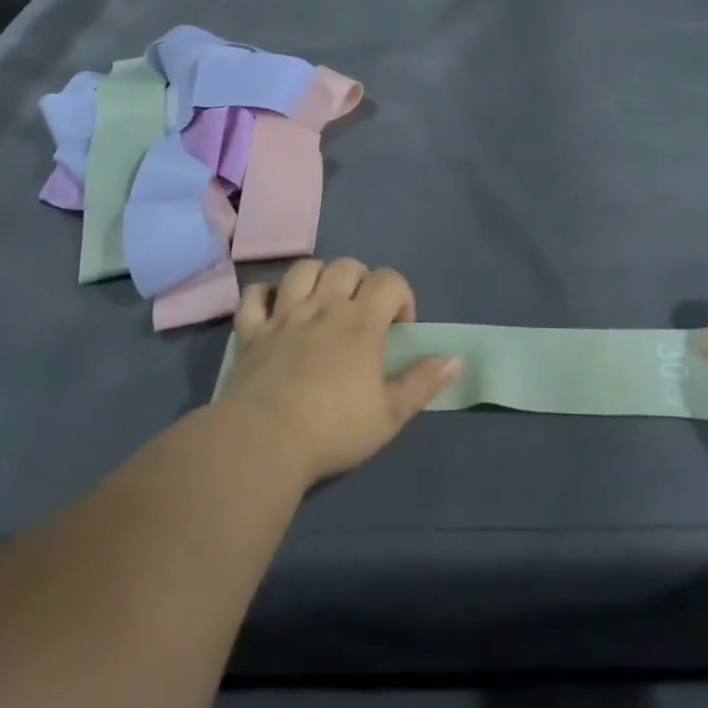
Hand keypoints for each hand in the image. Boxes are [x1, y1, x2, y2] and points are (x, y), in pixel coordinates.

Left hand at [216, 258, 459, 483]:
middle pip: (347, 266)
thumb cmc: (334, 429)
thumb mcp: (390, 415)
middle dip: (362, 280)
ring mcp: (284, 315)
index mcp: (361, 322)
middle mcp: (323, 306)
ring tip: (323, 301)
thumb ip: (423, 383)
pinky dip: (266, 294)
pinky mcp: (252, 331)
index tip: (399, 328)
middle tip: (363, 313)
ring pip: (303, 269)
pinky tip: (275, 309)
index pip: (389, 280)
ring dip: (318, 276)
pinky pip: (255, 294)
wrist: (264, 442)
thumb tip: (456, 359)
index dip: (401, 295)